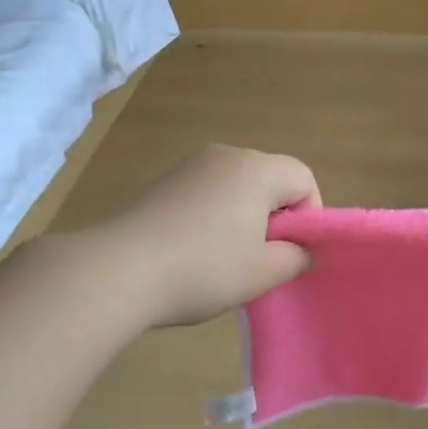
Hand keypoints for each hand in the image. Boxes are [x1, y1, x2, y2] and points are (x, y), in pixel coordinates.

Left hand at [96, 144, 320, 328]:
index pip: (304, 178)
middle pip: (269, 179)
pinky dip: (211, 219)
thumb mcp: (263, 273)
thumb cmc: (204, 269)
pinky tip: (192, 253)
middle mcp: (224, 155)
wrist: (117, 271)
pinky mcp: (160, 183)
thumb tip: (300, 250)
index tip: (292, 253)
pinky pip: (204, 194)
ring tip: (224, 261)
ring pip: (235, 188)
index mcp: (256, 169)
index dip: (310, 216)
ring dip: (242, 219)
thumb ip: (296, 258)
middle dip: (275, 217)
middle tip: (261, 260)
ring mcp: (188, 166)